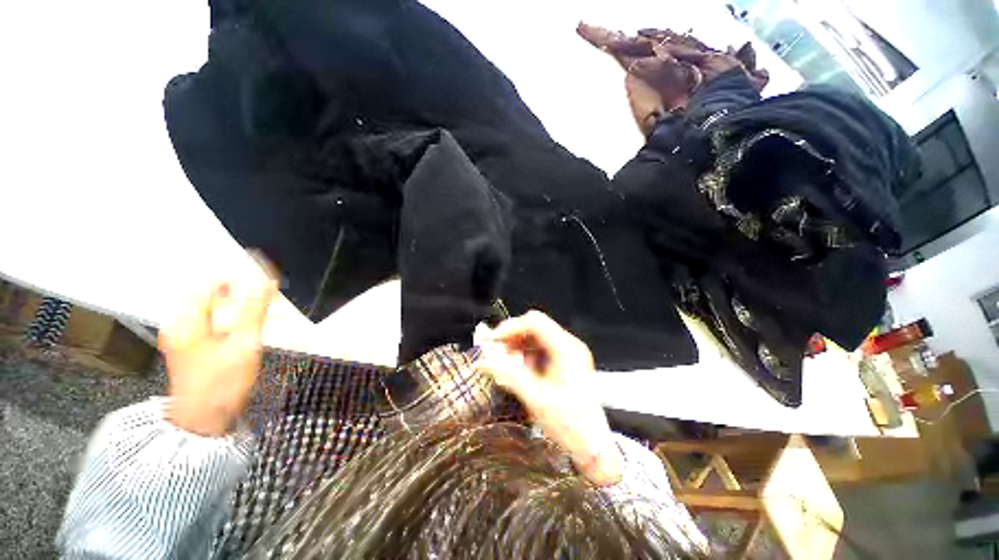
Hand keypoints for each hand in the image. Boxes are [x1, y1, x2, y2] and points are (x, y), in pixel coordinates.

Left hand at [159, 269, 277, 436]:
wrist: (203, 419)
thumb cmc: (222, 382)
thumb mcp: (244, 344)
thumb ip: (255, 310)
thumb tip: (266, 280)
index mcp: (186, 319)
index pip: (211, 283)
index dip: (239, 279)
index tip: (265, 282)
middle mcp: (180, 323)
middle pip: (213, 296)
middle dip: (243, 295)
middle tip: (269, 301)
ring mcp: (184, 335)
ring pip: (215, 309)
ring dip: (241, 308)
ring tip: (264, 314)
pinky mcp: (192, 345)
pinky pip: (213, 322)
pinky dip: (233, 320)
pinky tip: (249, 329)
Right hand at [474, 311, 622, 485]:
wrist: (595, 449)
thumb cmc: (569, 424)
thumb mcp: (535, 397)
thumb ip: (508, 374)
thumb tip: (484, 360)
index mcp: (566, 348)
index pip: (534, 322)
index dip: (510, 328)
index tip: (492, 342)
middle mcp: (569, 345)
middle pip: (535, 327)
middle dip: (513, 338)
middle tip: (496, 354)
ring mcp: (570, 354)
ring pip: (537, 338)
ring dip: (519, 348)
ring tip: (506, 365)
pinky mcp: (568, 364)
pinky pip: (543, 351)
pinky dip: (527, 357)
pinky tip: (520, 372)